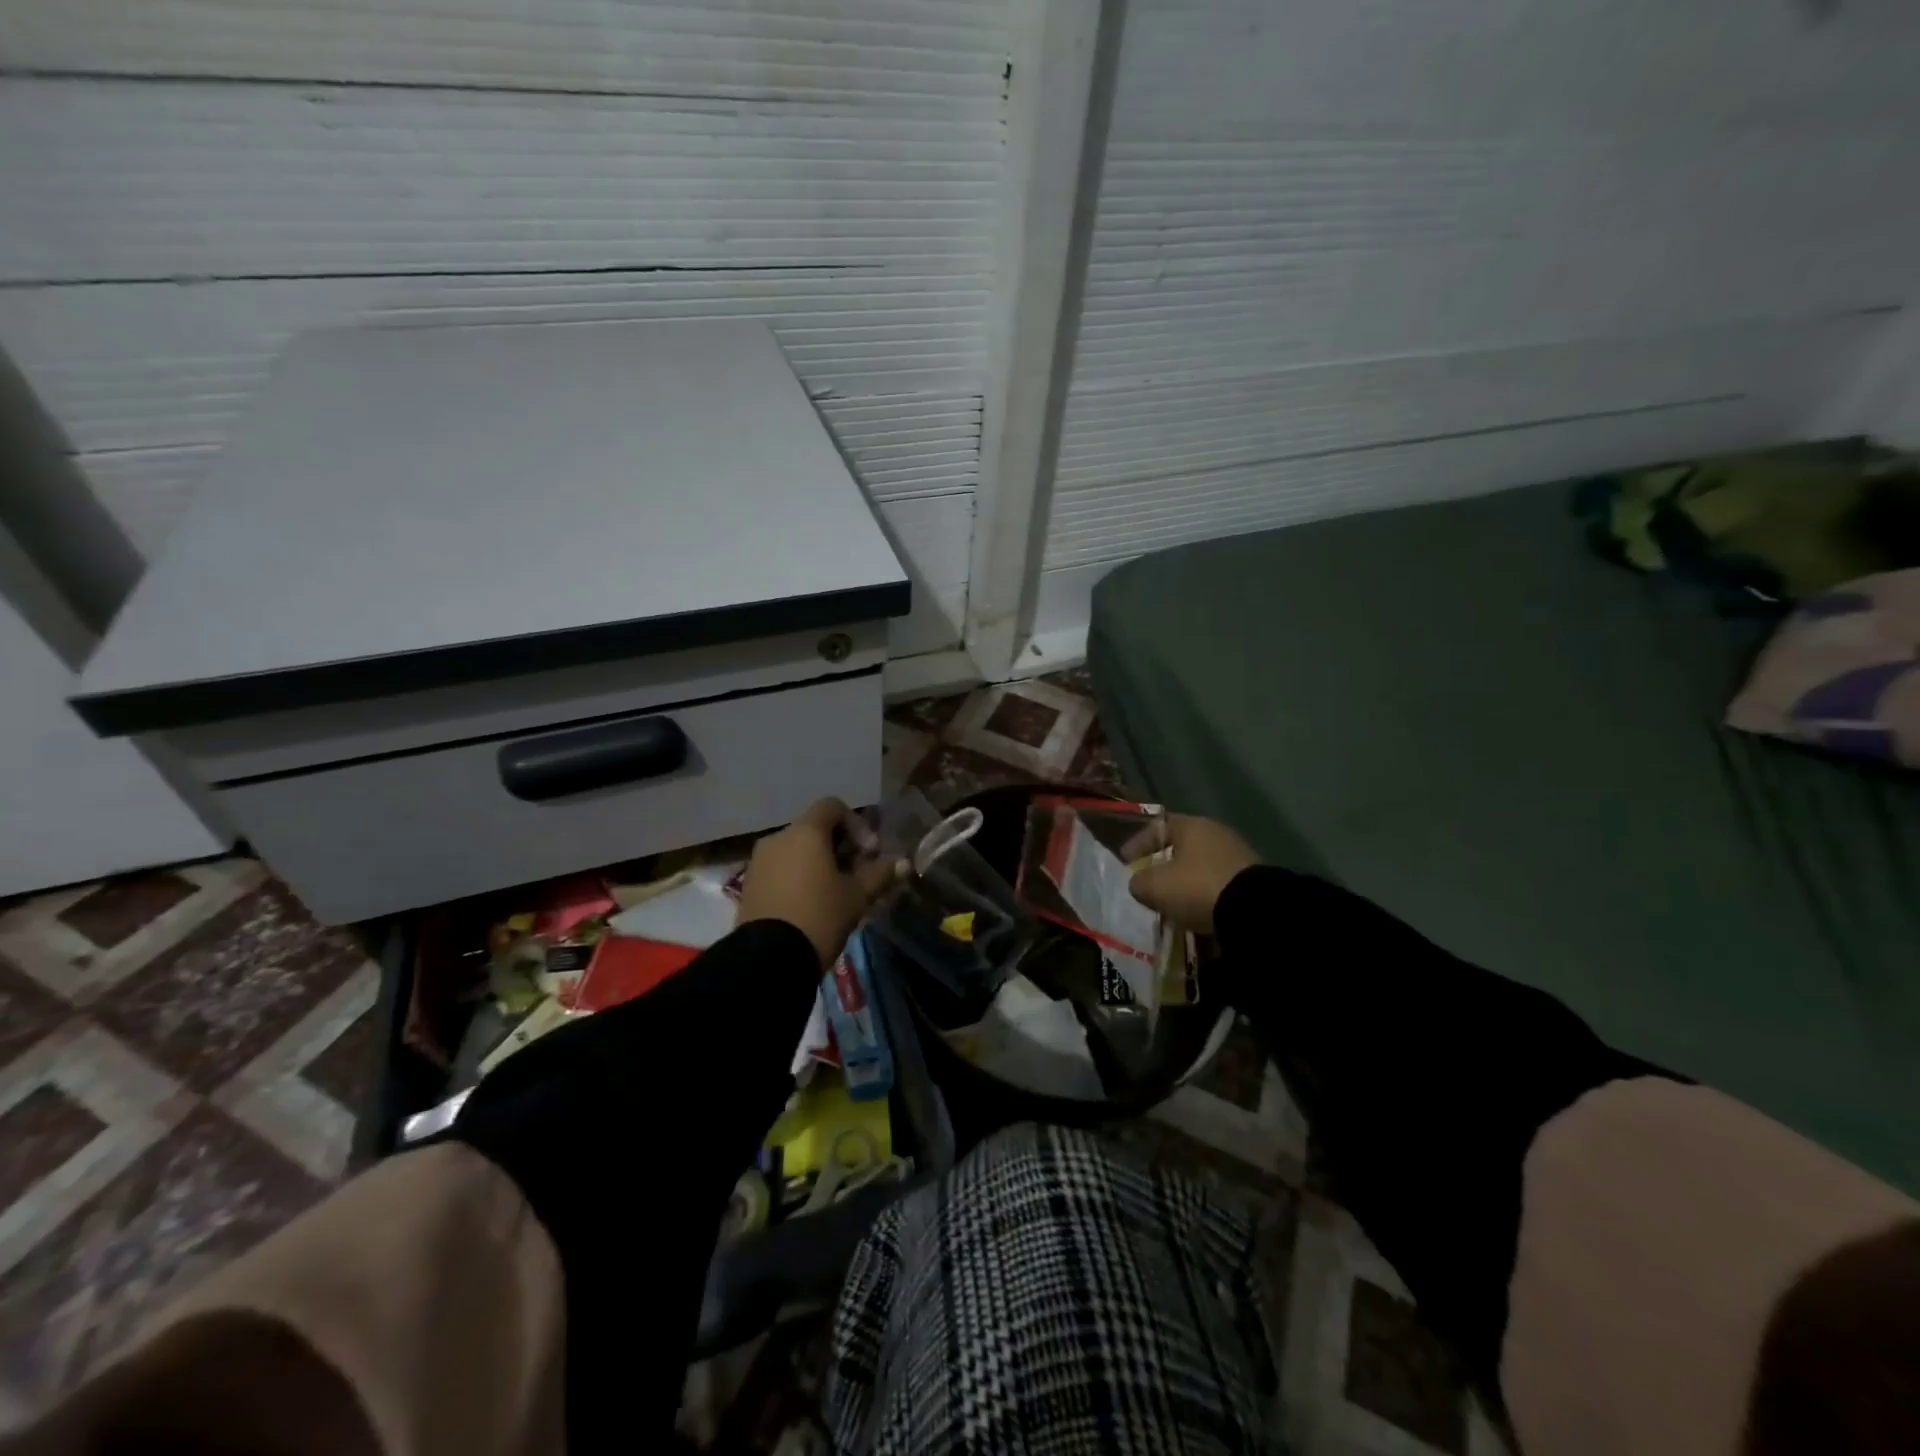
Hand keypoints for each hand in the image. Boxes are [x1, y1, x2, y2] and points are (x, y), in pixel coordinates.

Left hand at [735, 798, 907, 965]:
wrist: (768, 959)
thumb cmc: (820, 916)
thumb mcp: (857, 897)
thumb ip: (880, 874)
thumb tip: (903, 863)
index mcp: (805, 832)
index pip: (833, 807)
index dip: (857, 825)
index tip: (870, 853)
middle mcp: (778, 837)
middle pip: (814, 829)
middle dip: (839, 846)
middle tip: (857, 874)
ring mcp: (758, 861)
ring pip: (795, 850)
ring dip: (818, 863)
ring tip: (834, 892)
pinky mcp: (748, 884)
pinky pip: (780, 868)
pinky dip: (797, 876)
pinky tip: (810, 904)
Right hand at [1125, 813, 1258, 933]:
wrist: (1255, 911)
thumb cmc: (1197, 887)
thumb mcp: (1155, 886)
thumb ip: (1139, 882)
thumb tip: (1139, 884)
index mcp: (1192, 825)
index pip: (1158, 826)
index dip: (1138, 842)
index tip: (1126, 861)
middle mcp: (1216, 832)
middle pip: (1181, 845)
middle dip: (1162, 863)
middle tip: (1149, 881)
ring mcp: (1238, 854)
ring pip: (1200, 865)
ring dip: (1184, 881)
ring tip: (1172, 901)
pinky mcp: (1252, 879)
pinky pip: (1217, 882)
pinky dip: (1203, 892)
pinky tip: (1196, 908)